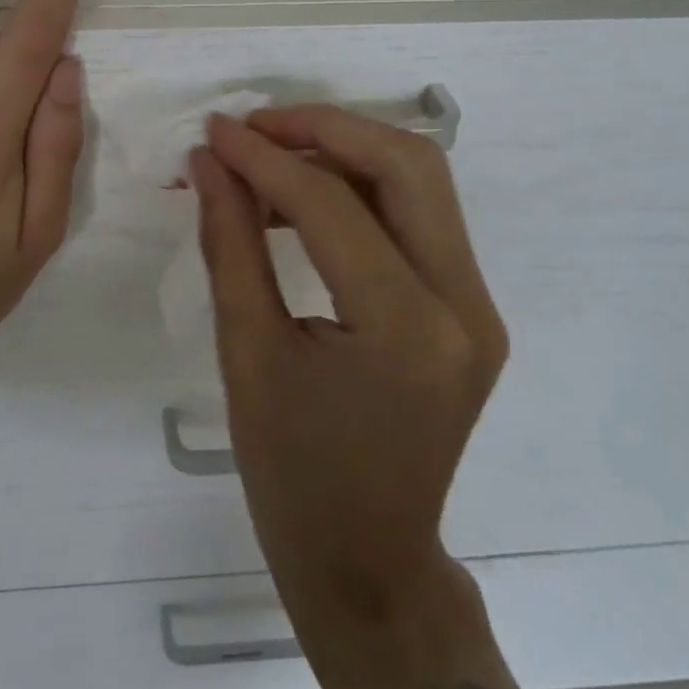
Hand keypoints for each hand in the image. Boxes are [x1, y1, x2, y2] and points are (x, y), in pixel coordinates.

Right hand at [191, 107, 516, 688]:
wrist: (369, 561)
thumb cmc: (292, 475)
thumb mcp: (246, 354)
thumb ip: (230, 244)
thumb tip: (210, 163)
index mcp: (406, 329)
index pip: (332, 204)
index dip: (264, 157)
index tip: (215, 131)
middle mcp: (464, 305)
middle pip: (408, 165)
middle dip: (325, 128)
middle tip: (254, 127)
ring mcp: (478, 307)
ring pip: (421, 182)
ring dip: (345, 151)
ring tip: (268, 159)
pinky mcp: (470, 309)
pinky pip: (418, 220)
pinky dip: (360, 192)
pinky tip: (301, 202)